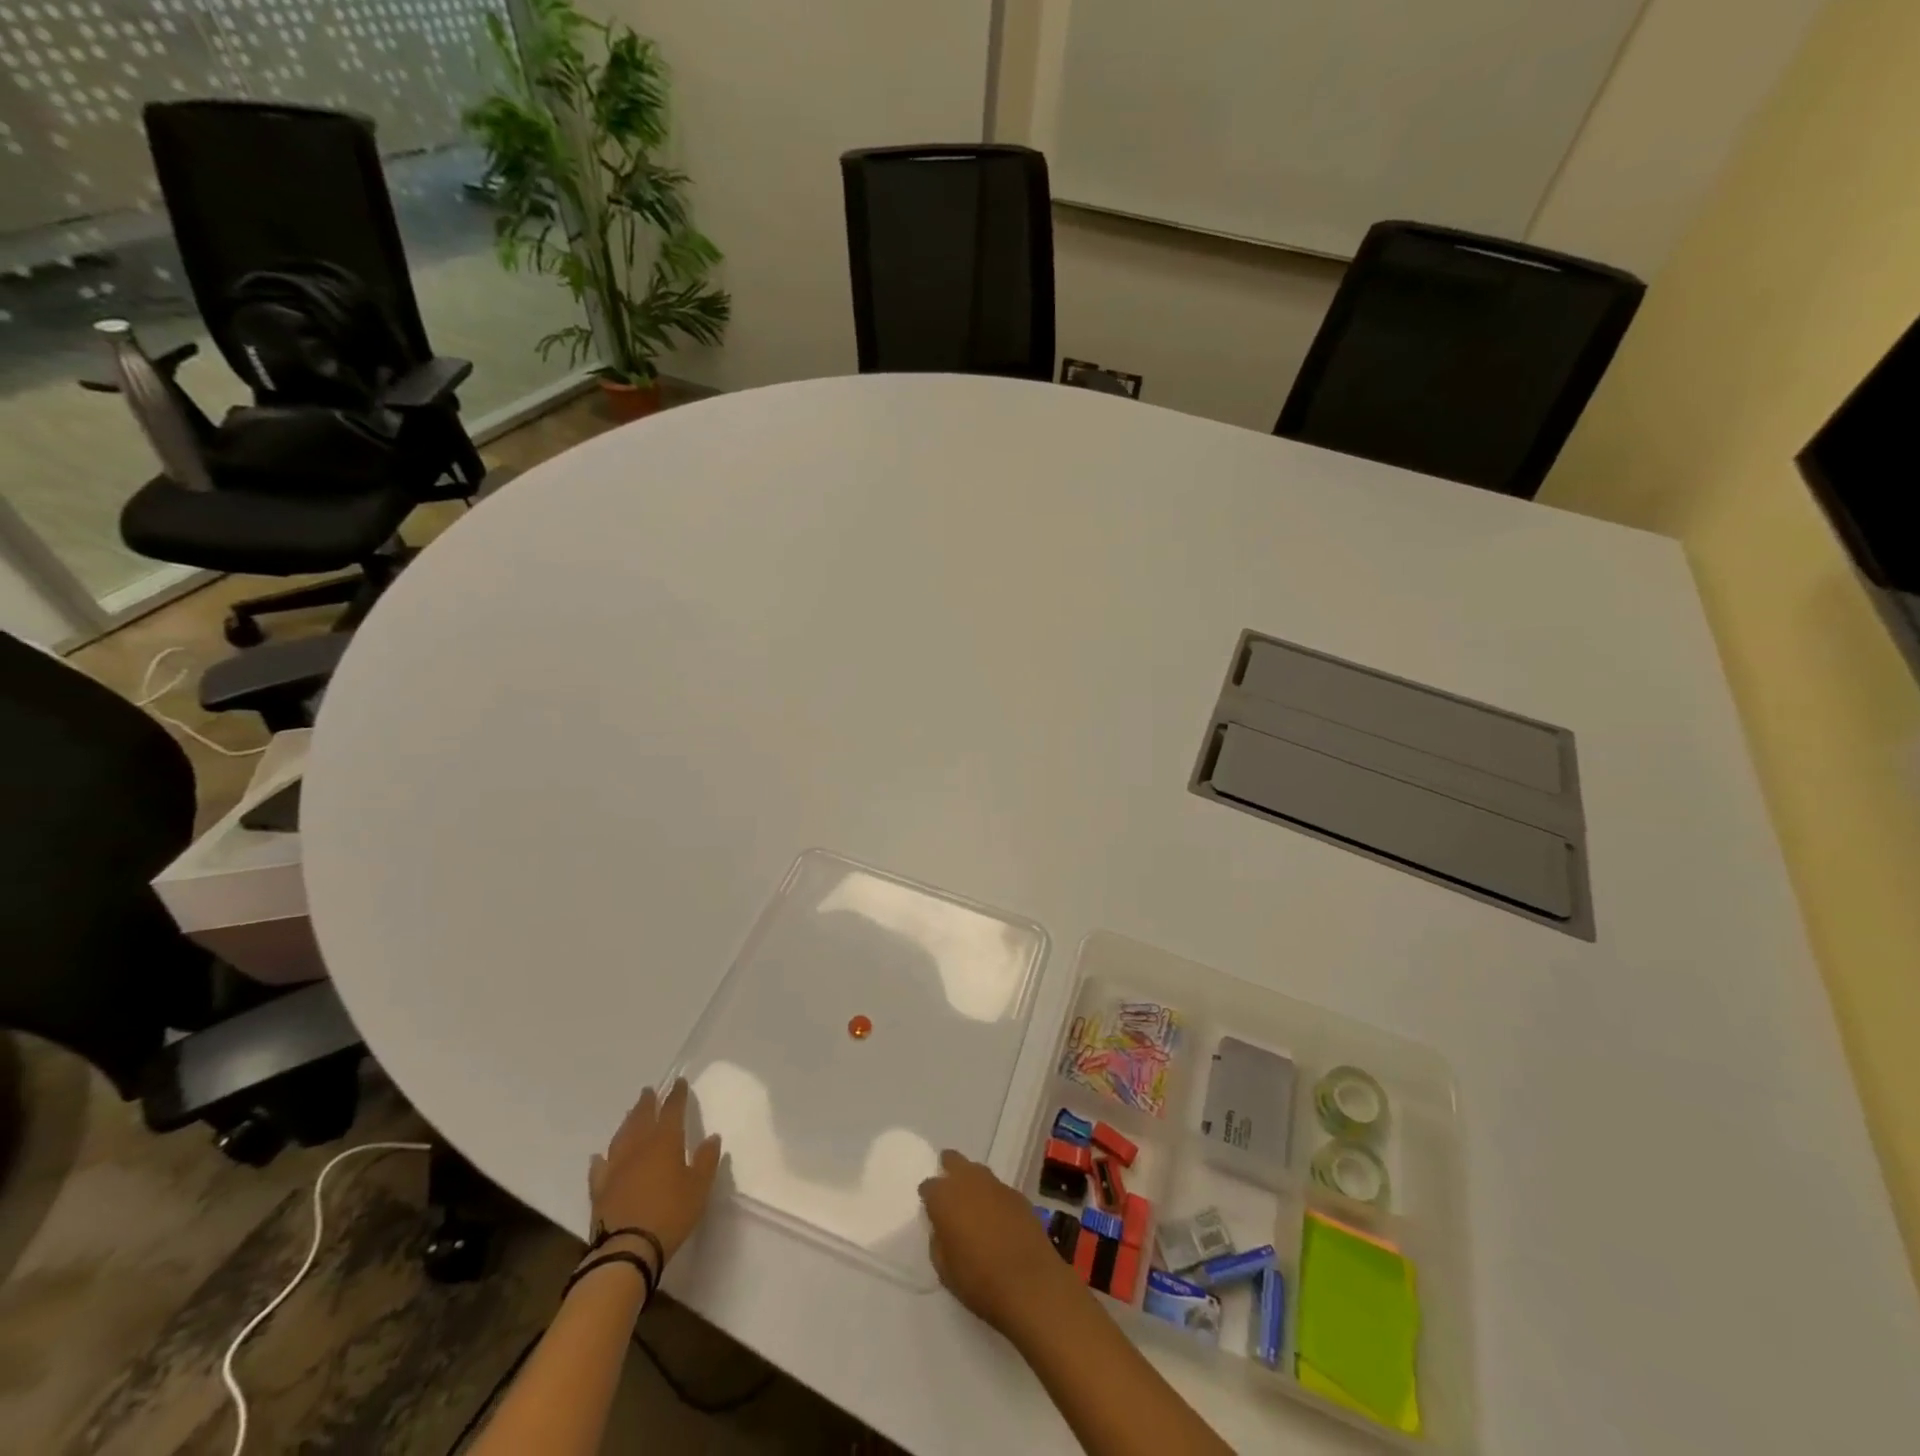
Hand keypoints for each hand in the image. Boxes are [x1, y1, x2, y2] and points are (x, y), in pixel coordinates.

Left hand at [587, 1078, 722, 1268]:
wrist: (627, 1250)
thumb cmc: (670, 1214)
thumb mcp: (699, 1188)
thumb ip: (707, 1160)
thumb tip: (711, 1137)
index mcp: (665, 1142)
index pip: (672, 1110)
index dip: (676, 1095)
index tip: (678, 1083)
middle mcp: (638, 1147)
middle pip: (642, 1117)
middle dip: (647, 1103)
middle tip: (649, 1091)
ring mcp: (615, 1167)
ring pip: (620, 1136)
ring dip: (627, 1122)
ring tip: (630, 1115)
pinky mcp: (600, 1189)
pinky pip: (600, 1167)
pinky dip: (601, 1158)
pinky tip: (599, 1156)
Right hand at [919, 1149, 1081, 1336]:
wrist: (1031, 1284)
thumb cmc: (979, 1281)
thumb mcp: (945, 1270)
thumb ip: (938, 1242)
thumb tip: (942, 1229)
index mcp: (945, 1197)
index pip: (929, 1186)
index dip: (928, 1197)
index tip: (930, 1209)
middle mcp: (969, 1181)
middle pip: (954, 1160)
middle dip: (948, 1169)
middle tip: (948, 1189)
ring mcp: (996, 1185)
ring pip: (978, 1171)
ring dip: (972, 1182)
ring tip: (972, 1204)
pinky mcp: (1018, 1194)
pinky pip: (998, 1189)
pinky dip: (993, 1197)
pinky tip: (996, 1217)